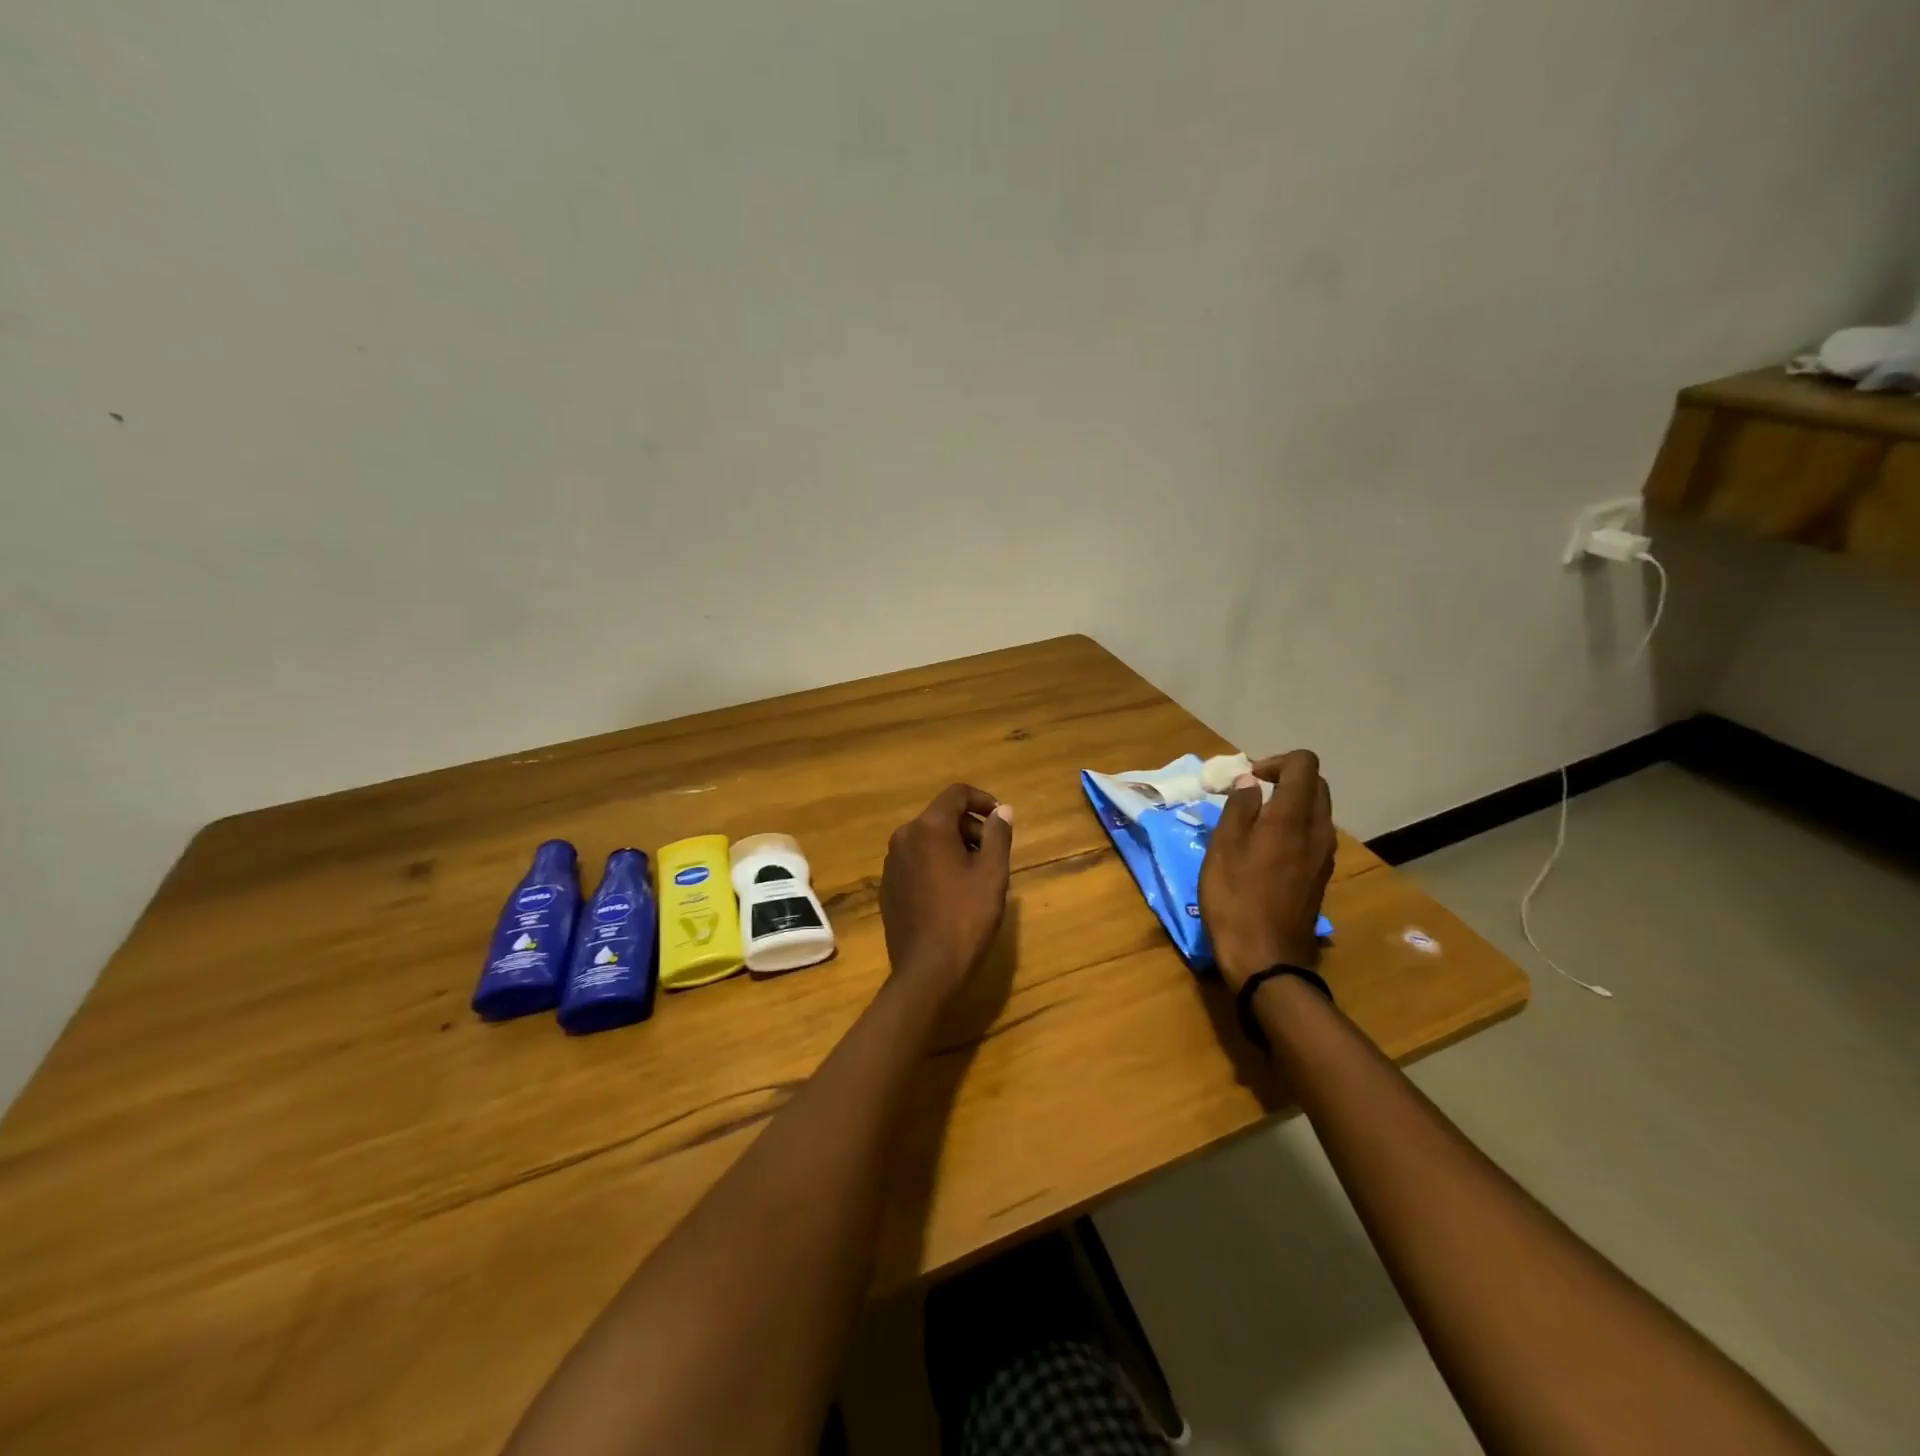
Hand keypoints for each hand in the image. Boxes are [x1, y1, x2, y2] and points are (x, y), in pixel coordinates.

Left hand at [880, 784, 1013, 1001]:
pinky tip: (951, 893)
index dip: (982, 800)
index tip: (1001, 819)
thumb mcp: (992, 874)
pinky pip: (915, 861)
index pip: (956, 794)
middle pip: (941, 816)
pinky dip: (935, 864)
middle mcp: (904, 837)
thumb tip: (1002, 810)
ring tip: (975, 876)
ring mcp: (891, 863)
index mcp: (929, 828)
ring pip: (927, 839)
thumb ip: (998, 835)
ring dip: (953, 846)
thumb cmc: (966, 918)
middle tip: (993, 854)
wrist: (927, 970)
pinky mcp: (888, 886)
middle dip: (970, 827)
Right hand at [1199, 750, 1335, 990]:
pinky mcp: (1321, 874)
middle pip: (1315, 784)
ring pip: (1316, 810)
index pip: (1304, 764)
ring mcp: (1324, 854)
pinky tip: (1265, 850)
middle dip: (1284, 779)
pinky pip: (1313, 834)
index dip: (1276, 761)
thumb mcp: (1223, 848)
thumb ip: (1239, 808)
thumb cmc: (1235, 898)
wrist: (1266, 957)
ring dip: (1289, 804)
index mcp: (1293, 817)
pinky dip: (1293, 827)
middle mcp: (1318, 830)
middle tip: (1249, 796)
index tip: (1248, 779)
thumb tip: (1249, 781)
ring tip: (1253, 822)